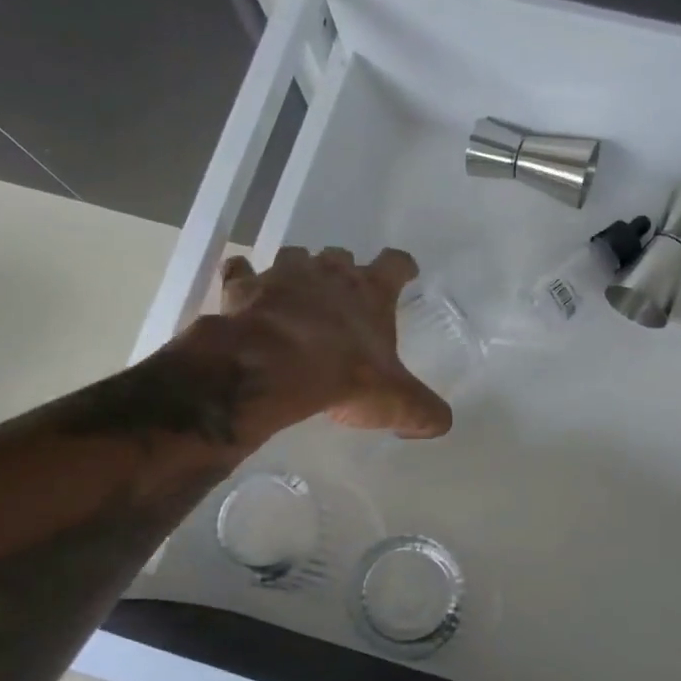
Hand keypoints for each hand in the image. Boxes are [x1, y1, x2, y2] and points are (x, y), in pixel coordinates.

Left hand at [209, 246, 451, 437]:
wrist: (273, 369)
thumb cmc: (345, 376)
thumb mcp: (397, 402)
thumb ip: (424, 412)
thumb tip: (438, 423)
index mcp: (371, 292)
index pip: (395, 265)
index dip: (402, 267)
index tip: (406, 271)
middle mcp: (329, 274)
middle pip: (341, 256)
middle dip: (343, 269)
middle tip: (344, 291)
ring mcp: (284, 276)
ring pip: (294, 257)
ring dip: (298, 271)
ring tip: (297, 292)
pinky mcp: (246, 289)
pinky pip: (242, 273)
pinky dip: (244, 279)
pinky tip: (245, 291)